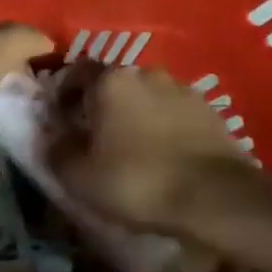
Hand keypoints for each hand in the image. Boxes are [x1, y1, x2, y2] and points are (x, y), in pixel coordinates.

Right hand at [42, 60, 262, 242]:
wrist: (218, 200)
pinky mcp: (212, 113)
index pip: (75, 72)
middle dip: (101, 105)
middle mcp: (146, 73)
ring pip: (147, 97)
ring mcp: (183, 90)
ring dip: (136, 116)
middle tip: (95, 136)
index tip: (60, 120)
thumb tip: (52, 139)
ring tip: (133, 149)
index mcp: (110, 80)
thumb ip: (56, 151)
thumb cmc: (138, 181)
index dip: (63, 95)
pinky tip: (164, 157)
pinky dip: (165, 128)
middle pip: (113, 83)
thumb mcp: (79, 176)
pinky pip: (176, 115)